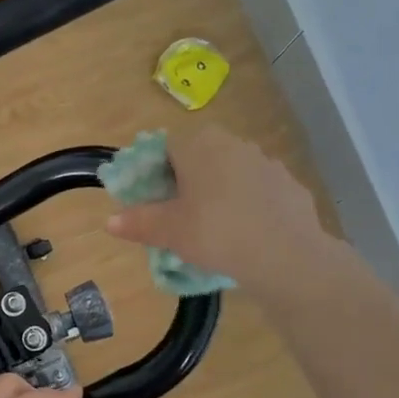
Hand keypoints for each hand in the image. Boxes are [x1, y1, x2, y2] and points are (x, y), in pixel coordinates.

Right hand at [106, 127, 348, 295]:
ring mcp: (265, 161)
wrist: (286, 254)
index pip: (166, 146)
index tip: (153, 199)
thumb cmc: (216, 233)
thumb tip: (110, 221)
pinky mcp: (289, 183)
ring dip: (219, 191)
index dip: (155, 172)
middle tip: (179, 214)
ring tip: (213, 226)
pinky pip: (257, 190)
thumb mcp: (169, 232)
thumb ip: (138, 222)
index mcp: (198, 145)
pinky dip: (247, 205)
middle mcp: (232, 143)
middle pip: (200, 156)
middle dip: (187, 180)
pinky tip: (245, 232)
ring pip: (230, 172)